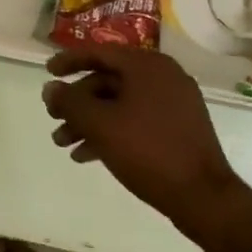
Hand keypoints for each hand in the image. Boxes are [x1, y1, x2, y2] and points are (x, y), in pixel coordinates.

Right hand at [44, 46, 251, 251]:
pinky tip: (86, 155)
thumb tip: (50, 88)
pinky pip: (135, 120)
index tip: (47, 72)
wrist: (205, 199)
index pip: (99, 52)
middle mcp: (163, 77)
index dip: (68, 61)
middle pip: (106, 81)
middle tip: (53, 118)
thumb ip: (69, 102)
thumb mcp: (99, 124)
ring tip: (63, 143)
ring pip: (118, 104)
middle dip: (76, 102)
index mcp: (147, 66)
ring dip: (88, 121)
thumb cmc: (148, 151)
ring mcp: (173, 104)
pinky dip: (110, 132)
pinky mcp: (178, 128)